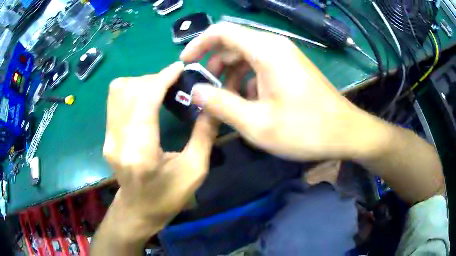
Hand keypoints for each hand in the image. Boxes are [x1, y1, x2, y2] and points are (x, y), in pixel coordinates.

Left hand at [102, 62, 218, 241]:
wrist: (138, 211)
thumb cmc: (168, 197)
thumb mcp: (195, 171)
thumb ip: (204, 134)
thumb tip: (212, 104)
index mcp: (141, 153)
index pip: (145, 100)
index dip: (162, 78)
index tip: (179, 68)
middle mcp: (118, 141)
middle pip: (129, 89)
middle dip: (153, 79)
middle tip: (173, 83)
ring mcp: (108, 138)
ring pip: (118, 91)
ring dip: (140, 83)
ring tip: (159, 90)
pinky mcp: (107, 136)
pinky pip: (115, 100)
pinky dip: (132, 91)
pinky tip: (147, 100)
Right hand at [181, 22, 383, 160]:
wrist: (345, 132)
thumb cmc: (305, 129)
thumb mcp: (256, 123)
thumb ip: (220, 105)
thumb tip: (195, 91)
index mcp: (265, 51)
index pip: (222, 31)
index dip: (199, 43)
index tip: (186, 62)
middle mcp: (275, 46)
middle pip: (233, 44)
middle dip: (215, 65)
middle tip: (207, 92)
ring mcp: (286, 56)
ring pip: (247, 56)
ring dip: (231, 76)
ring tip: (227, 102)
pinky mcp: (292, 68)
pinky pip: (262, 66)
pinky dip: (248, 80)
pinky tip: (250, 103)